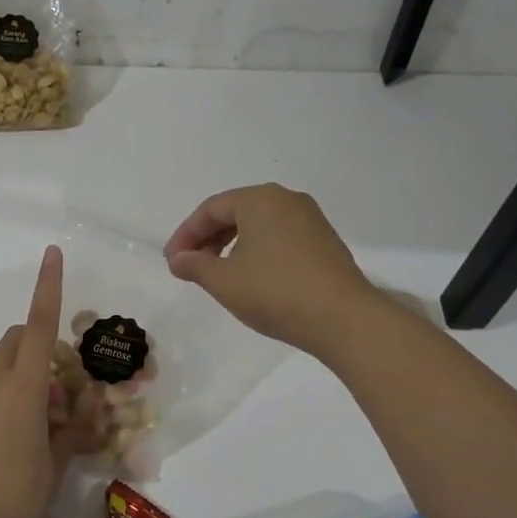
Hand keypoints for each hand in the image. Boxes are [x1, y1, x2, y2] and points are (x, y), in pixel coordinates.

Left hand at [0, 245, 66, 517]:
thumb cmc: (13, 497)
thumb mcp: (55, 466)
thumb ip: (71, 433)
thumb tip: (83, 415)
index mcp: (22, 389)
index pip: (38, 326)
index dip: (48, 287)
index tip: (53, 253)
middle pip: (15, 341)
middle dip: (40, 344)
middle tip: (63, 387)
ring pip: (1, 370)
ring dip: (27, 379)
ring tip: (47, 427)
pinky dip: (8, 402)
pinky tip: (18, 446)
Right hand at [164, 183, 378, 357]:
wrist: (344, 319)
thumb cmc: (276, 292)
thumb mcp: (224, 281)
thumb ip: (195, 265)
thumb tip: (178, 259)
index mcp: (260, 199)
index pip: (210, 209)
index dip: (185, 235)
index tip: (172, 262)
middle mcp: (286, 199)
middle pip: (235, 212)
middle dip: (208, 239)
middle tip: (190, 267)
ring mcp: (310, 219)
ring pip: (258, 225)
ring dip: (231, 246)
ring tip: (218, 274)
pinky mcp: (325, 241)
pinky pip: (280, 237)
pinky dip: (257, 251)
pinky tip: (252, 277)